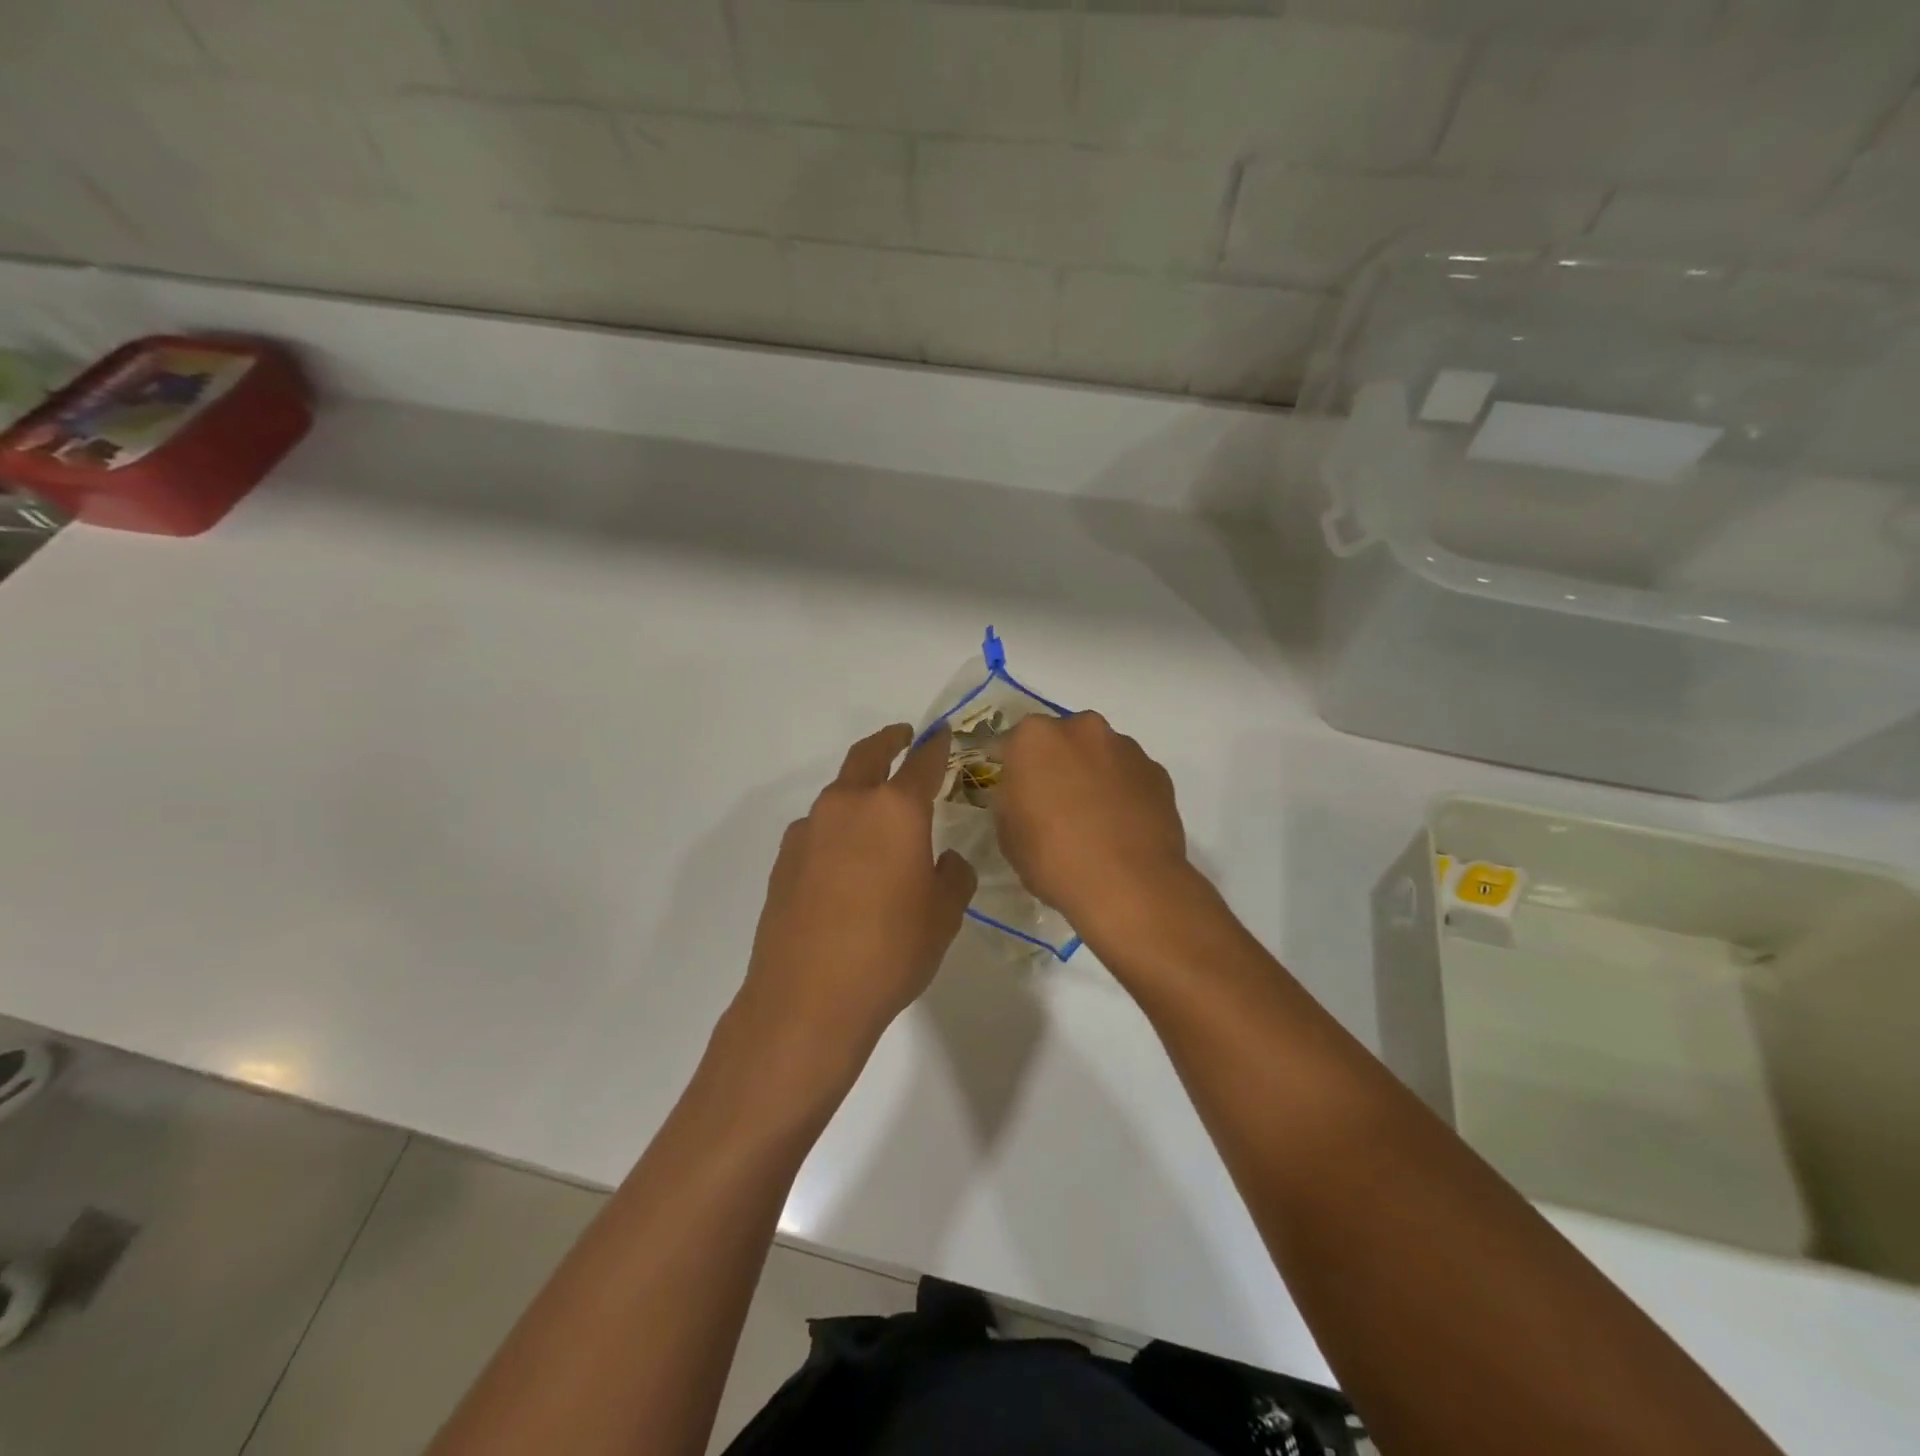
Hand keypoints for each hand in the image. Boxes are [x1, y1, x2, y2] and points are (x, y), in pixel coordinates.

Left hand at [738, 724, 976, 1057]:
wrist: (808, 999)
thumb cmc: (891, 952)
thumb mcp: (943, 916)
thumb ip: (953, 877)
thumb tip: (947, 860)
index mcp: (896, 810)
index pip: (922, 762)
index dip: (936, 746)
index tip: (943, 735)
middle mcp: (849, 806)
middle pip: (869, 756)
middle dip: (889, 741)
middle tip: (903, 738)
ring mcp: (809, 829)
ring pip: (840, 792)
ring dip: (860, 790)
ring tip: (876, 816)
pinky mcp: (784, 858)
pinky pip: (818, 829)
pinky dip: (836, 829)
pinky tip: (844, 862)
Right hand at [994, 712, 1194, 946]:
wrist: (1129, 885)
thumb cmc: (1054, 858)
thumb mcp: (1008, 834)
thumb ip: (1011, 800)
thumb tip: (1023, 794)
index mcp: (1035, 738)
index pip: (1009, 744)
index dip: (1009, 768)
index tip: (1012, 792)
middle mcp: (1081, 729)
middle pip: (1060, 741)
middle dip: (1055, 764)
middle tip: (1054, 803)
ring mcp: (1125, 747)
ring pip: (1098, 754)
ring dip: (1092, 774)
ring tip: (1093, 818)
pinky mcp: (1157, 771)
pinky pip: (1129, 775)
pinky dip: (1122, 791)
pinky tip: (1121, 826)